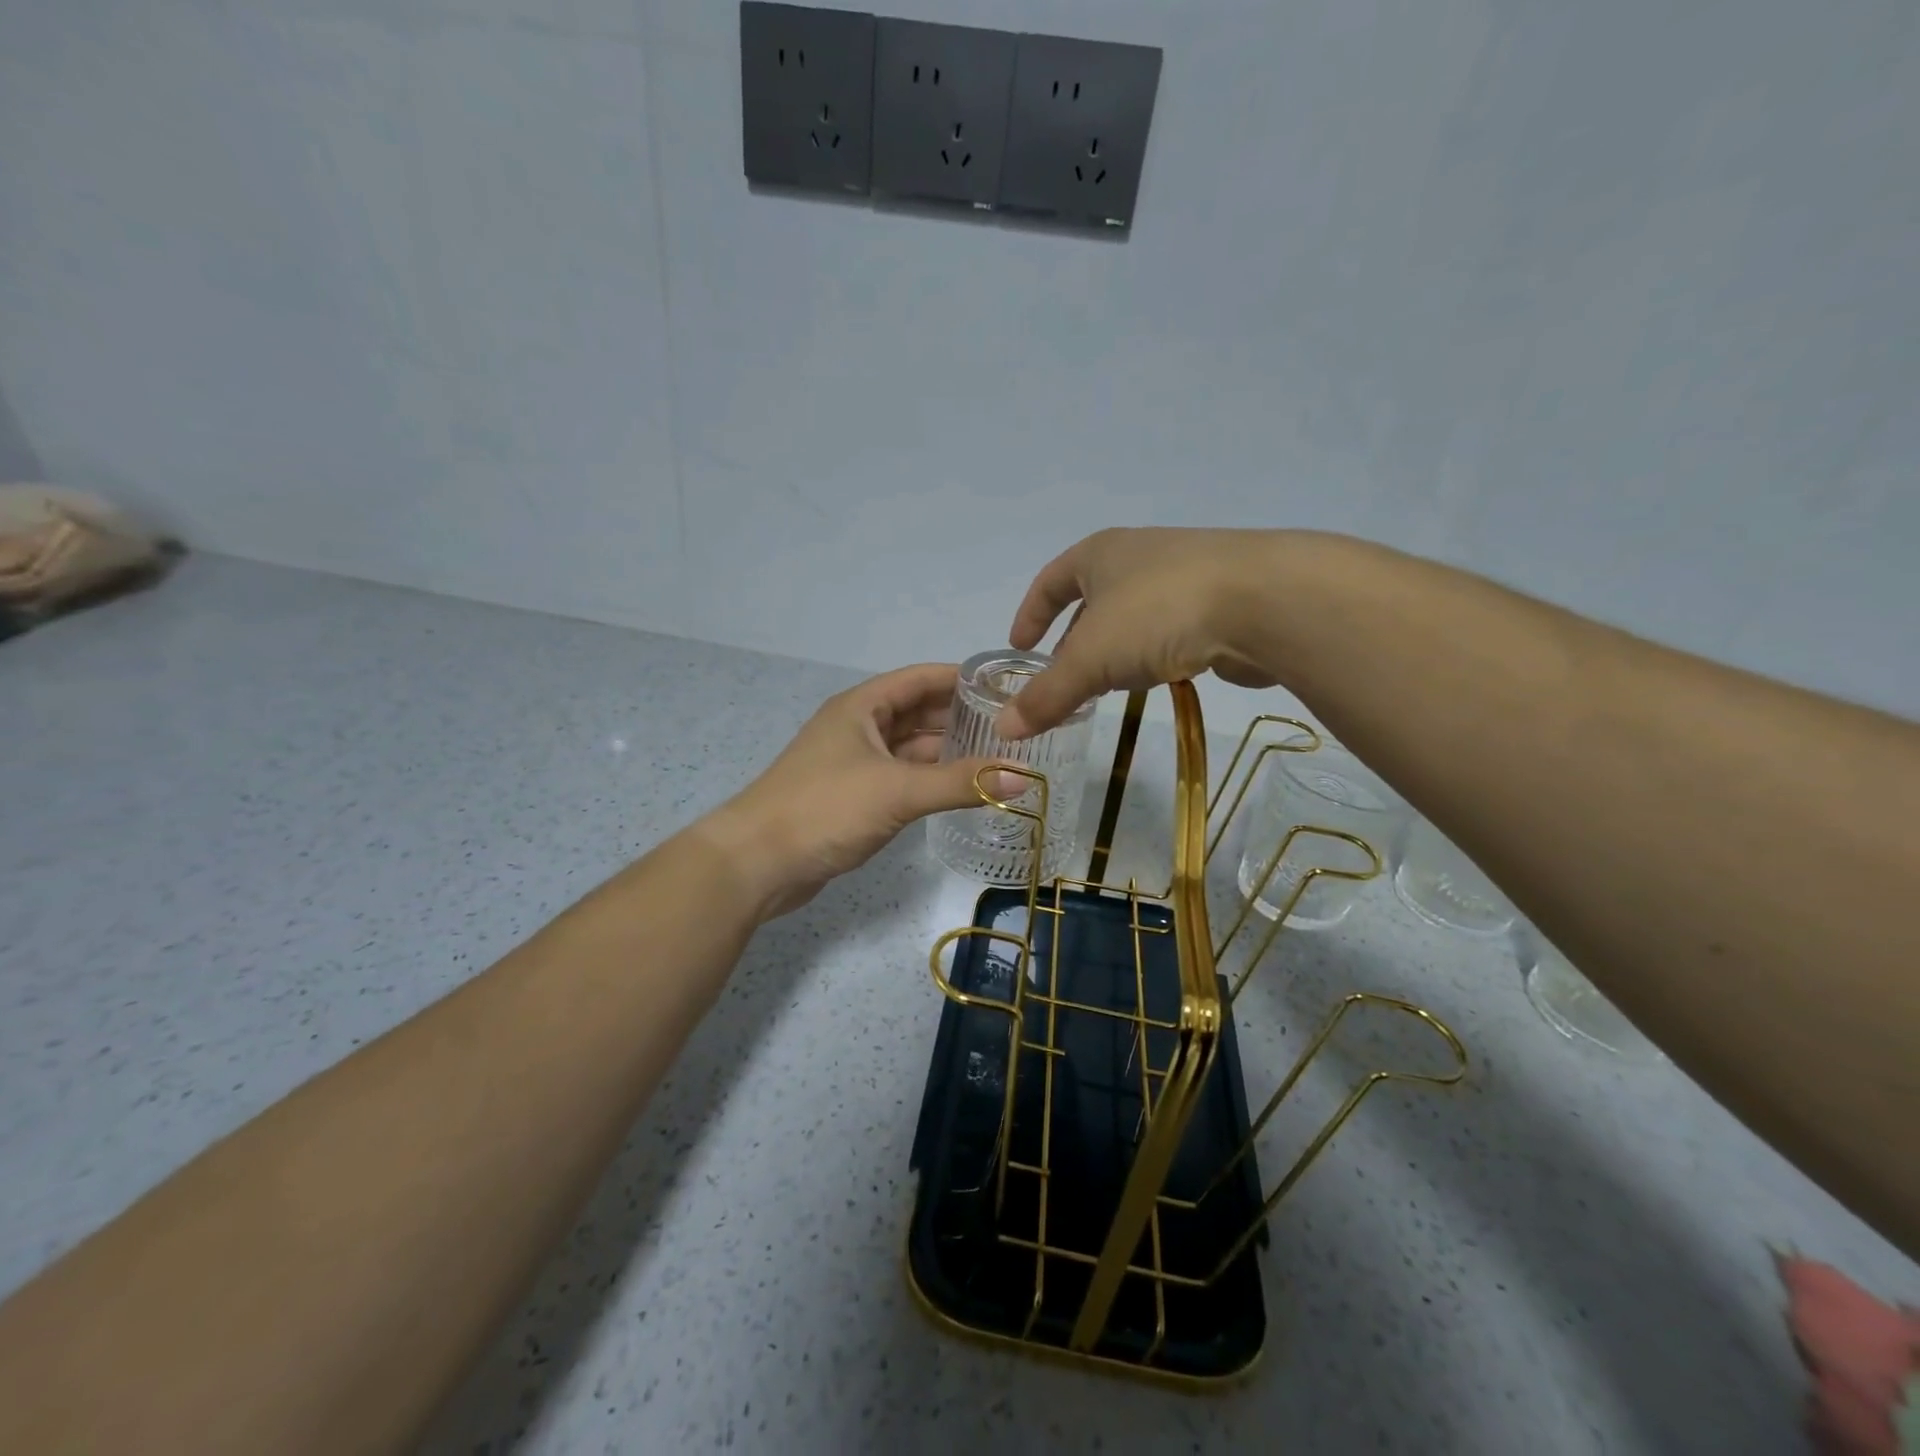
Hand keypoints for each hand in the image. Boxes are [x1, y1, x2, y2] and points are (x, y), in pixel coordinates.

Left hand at [704, 664, 1020, 917]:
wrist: (757, 863)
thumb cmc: (825, 809)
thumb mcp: (897, 790)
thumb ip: (961, 783)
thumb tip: (1024, 777)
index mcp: (862, 707)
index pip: (921, 678)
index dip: (962, 679)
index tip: (1006, 686)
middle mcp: (859, 727)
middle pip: (918, 712)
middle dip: (962, 718)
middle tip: (1013, 728)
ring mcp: (855, 763)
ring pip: (911, 748)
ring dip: (948, 751)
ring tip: (1000, 757)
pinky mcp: (854, 797)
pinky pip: (902, 778)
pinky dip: (930, 780)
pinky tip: (962, 788)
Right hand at [996, 527, 1287, 738]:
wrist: (1265, 600)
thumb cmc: (1158, 614)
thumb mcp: (1090, 660)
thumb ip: (1047, 696)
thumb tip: (1003, 730)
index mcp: (1100, 554)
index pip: (1049, 581)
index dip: (1030, 614)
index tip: (1019, 646)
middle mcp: (1139, 556)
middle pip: (1092, 599)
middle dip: (1072, 639)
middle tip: (1060, 679)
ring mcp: (1185, 574)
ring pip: (1133, 616)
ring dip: (1114, 649)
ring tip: (1104, 686)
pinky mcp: (1221, 601)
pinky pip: (1171, 628)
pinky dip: (1153, 653)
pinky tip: (1157, 679)